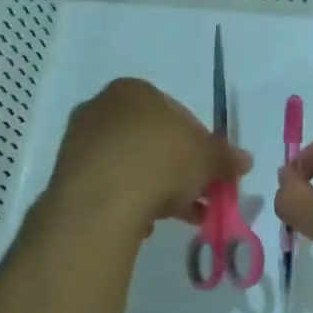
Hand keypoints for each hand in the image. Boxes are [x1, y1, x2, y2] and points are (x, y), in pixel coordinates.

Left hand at [50, 78, 249, 227]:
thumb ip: (225, 158)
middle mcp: (101, 108)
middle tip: (200, 194)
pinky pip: (110, 185)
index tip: (213, 170)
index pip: (178, 113)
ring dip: (158, 187)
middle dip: (180, 168)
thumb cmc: (160, 163)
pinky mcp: (67, 175)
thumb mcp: (207, 159)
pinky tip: (145, 222)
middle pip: (154, 140)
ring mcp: (80, 141)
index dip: (202, 144)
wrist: (101, 203)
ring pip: (132, 164)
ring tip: (181, 216)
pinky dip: (130, 200)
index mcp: (134, 90)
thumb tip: (244, 160)